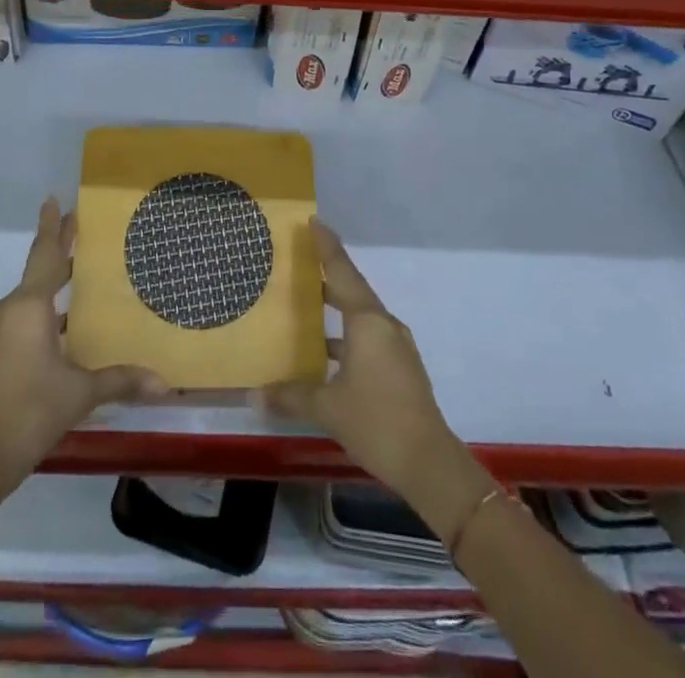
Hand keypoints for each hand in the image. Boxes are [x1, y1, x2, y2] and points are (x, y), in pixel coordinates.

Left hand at [0, 198, 163, 485]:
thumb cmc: (30, 412)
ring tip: (80, 274)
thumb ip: (120, 380)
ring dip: (52, 282)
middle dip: (58, 249)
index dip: (52, 226)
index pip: (45, 254)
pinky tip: (63, 323)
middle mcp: (9, 310)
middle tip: (80, 228)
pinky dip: (43, 308)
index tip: (53, 198)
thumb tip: (164, 383)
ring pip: (29, 295)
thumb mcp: (80, 393)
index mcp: (28, 307)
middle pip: (38, 270)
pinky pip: (21, 315)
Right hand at [259, 220, 494, 541]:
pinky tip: (327, 352)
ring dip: (337, 307)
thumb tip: (255, 394)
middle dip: (329, 274)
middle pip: (352, 289)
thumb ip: (291, 396)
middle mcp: (384, 325)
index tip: (314, 221)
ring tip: (308, 303)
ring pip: (361, 315)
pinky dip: (347, 334)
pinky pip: (369, 336)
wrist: (429, 462)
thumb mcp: (327, 408)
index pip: (342, 272)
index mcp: (367, 322)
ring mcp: (396, 346)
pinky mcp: (401, 367)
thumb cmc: (376, 422)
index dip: (327, 246)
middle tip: (302, 260)